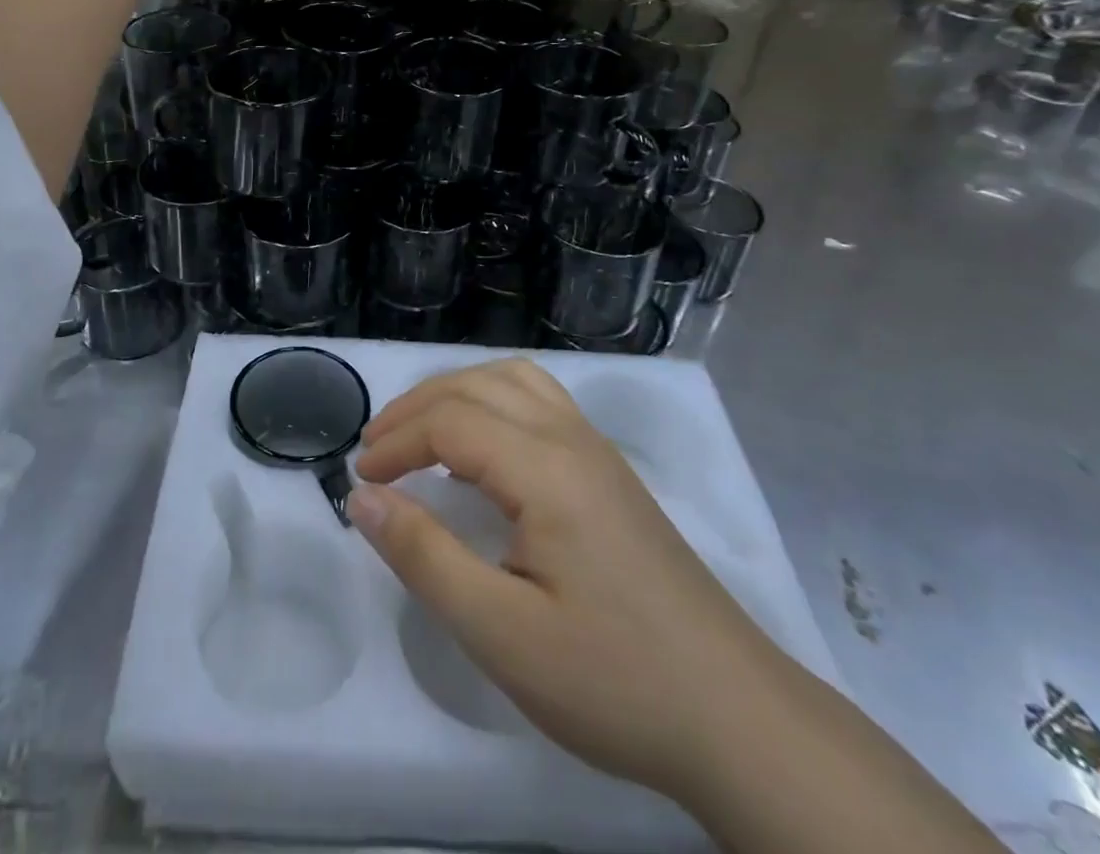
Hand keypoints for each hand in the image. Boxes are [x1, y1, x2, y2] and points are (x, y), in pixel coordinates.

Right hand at [346, 358, 786, 800]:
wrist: (738, 720)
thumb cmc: (613, 680)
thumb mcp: (501, 634)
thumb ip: (424, 556)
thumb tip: (362, 498)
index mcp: (545, 469)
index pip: (451, 421)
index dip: (396, 442)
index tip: (361, 481)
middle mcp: (572, 439)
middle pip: (478, 385)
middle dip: (417, 407)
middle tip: (376, 450)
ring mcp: (598, 451)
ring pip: (514, 380)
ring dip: (458, 393)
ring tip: (423, 433)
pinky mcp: (612, 473)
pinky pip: (541, 401)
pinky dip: (494, 401)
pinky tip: (486, 447)